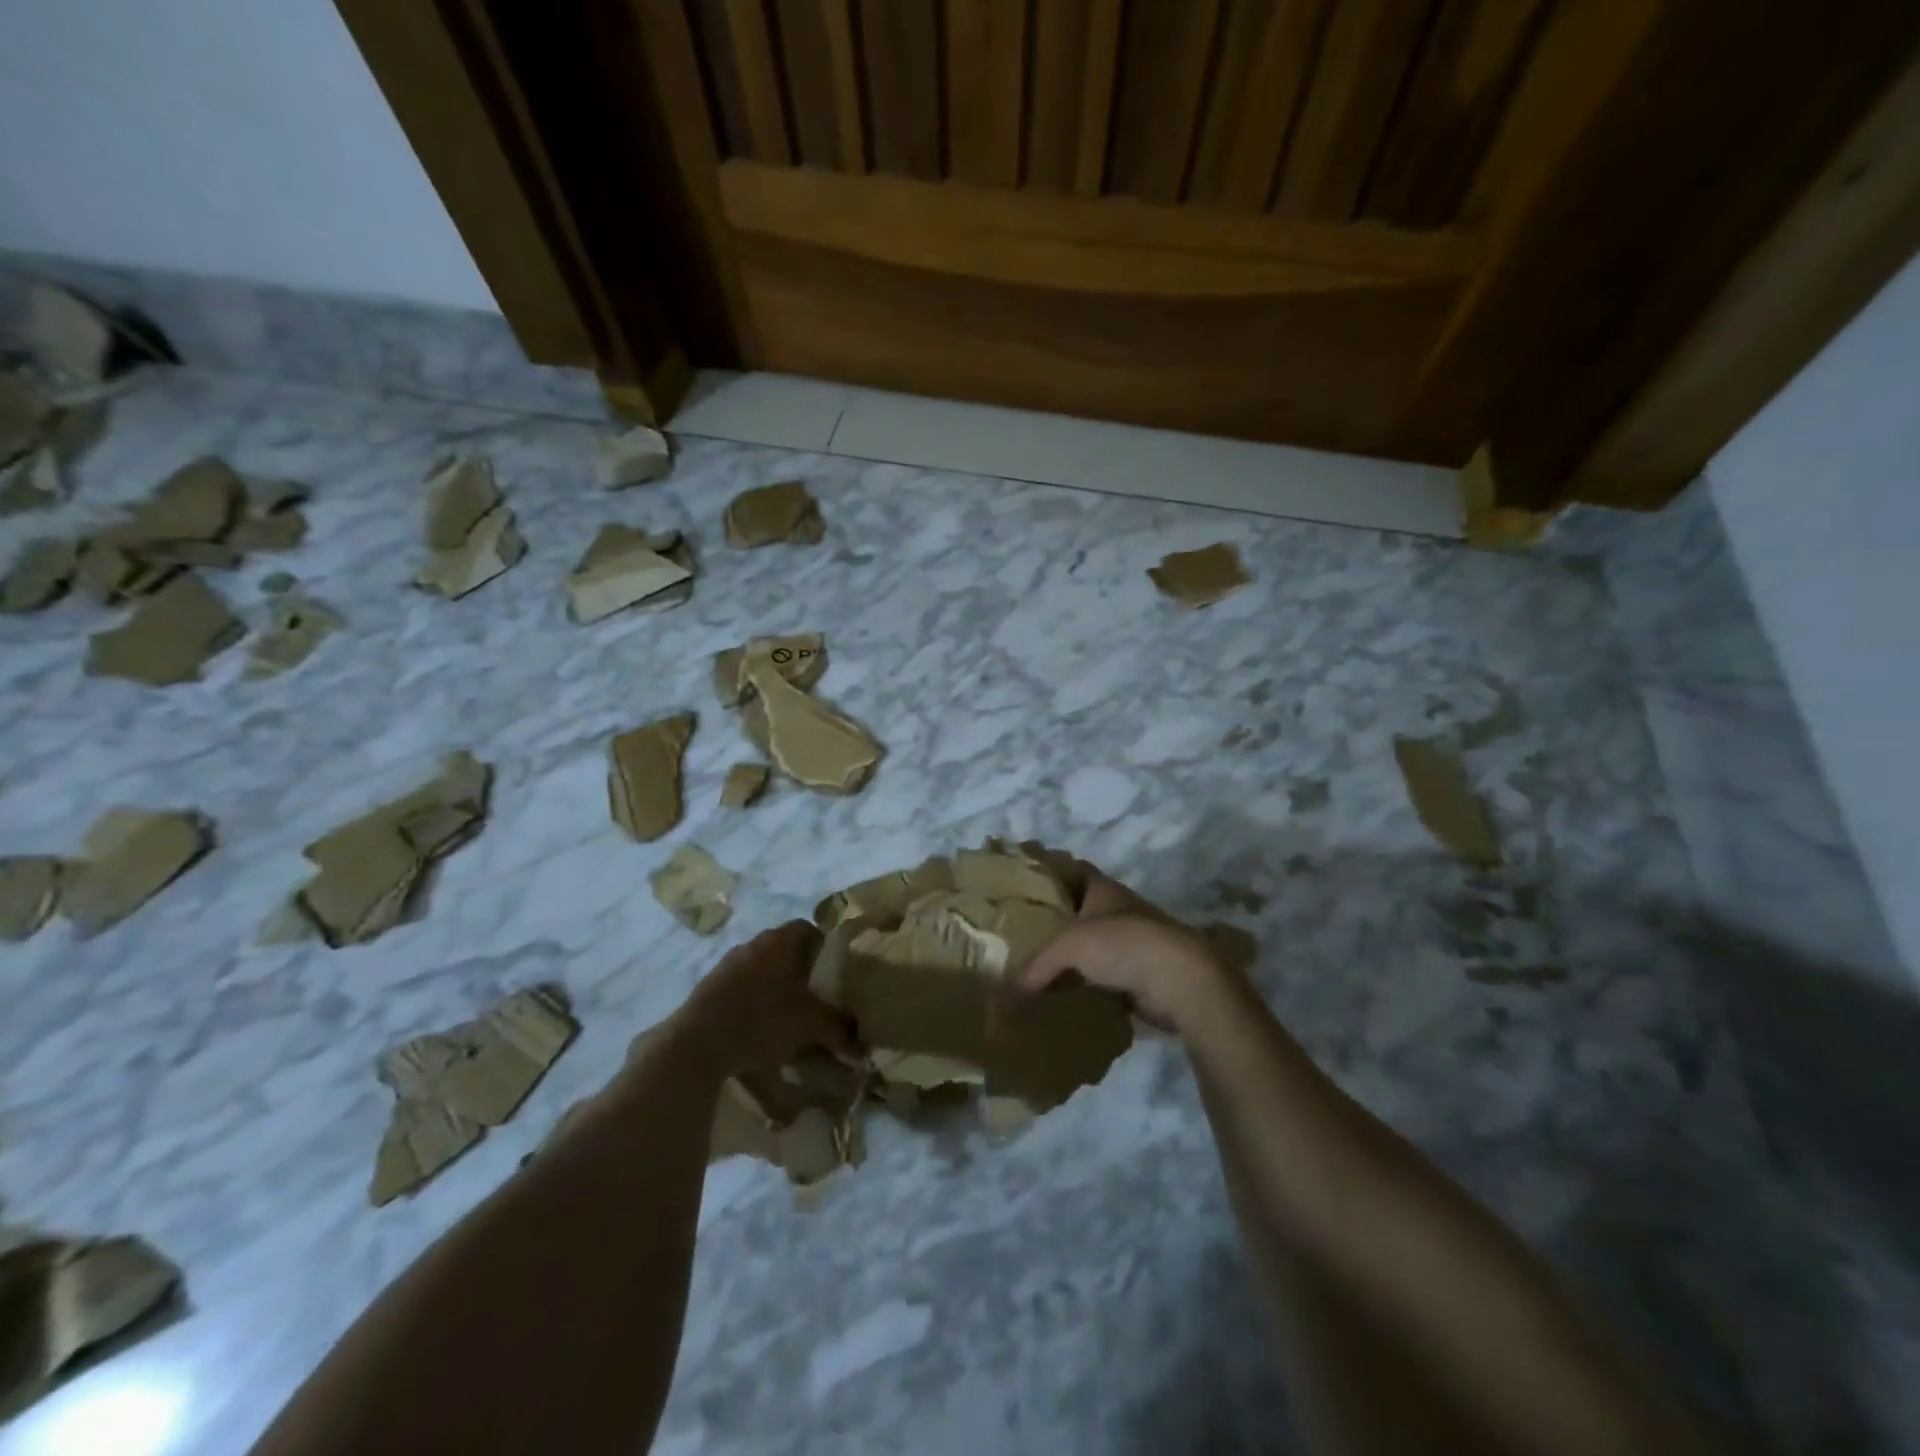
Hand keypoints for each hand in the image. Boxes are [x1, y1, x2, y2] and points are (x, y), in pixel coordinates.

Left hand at [674, 921, 857, 1073]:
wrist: (697, 1043)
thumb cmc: (762, 1020)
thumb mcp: (811, 1026)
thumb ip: (840, 1030)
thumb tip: (864, 1047)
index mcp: (781, 940)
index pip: (811, 929)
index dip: (826, 949)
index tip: (835, 974)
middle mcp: (754, 942)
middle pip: (786, 948)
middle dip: (802, 970)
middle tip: (817, 996)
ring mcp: (728, 962)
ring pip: (763, 967)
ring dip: (776, 985)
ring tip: (789, 1014)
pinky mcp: (710, 985)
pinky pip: (742, 985)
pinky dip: (754, 999)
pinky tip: (759, 1024)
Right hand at [1012, 865, 1242, 1034]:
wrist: (1181, 981)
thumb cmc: (1123, 945)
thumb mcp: (1069, 949)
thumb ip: (1034, 969)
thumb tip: (1002, 1001)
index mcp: (1102, 889)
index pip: (1069, 869)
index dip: (1046, 870)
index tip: (1019, 880)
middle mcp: (1116, 911)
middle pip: (1076, 910)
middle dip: (1050, 919)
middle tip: (1015, 930)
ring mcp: (1129, 943)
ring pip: (1088, 946)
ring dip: (1066, 956)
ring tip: (1029, 966)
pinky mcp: (1136, 975)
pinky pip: (1098, 978)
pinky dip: (1080, 985)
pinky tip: (1057, 996)